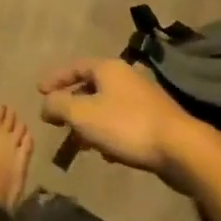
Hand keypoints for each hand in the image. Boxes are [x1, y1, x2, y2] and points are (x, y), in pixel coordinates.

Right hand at [39, 58, 220, 188]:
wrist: (181, 149)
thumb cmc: (126, 125)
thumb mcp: (82, 114)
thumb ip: (58, 105)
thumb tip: (45, 104)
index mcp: (107, 68)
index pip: (74, 66)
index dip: (54, 78)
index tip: (38, 92)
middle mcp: (126, 77)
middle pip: (90, 86)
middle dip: (71, 105)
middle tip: (57, 121)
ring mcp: (143, 99)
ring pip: (106, 107)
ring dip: (89, 123)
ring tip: (79, 143)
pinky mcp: (156, 121)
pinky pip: (122, 123)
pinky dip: (108, 134)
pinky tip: (107, 154)